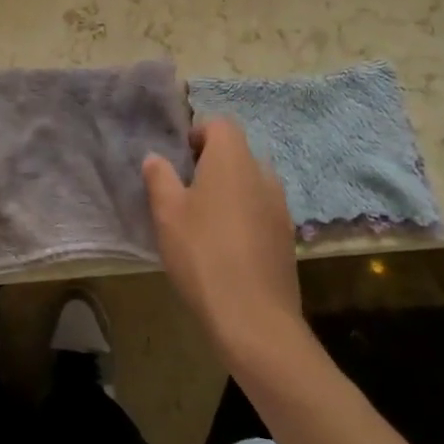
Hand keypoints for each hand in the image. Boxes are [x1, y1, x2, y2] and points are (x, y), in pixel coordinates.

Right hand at [143, 118, 303, 364]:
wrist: (254, 319)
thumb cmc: (203, 254)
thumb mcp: (167, 213)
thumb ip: (160, 177)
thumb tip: (156, 157)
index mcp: (233, 160)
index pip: (220, 124)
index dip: (198, 134)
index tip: (179, 159)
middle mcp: (262, 174)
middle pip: (237, 153)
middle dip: (212, 163)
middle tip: (186, 190)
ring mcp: (280, 206)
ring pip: (251, 182)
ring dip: (230, 190)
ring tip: (204, 220)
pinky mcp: (287, 237)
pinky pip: (262, 210)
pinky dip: (244, 215)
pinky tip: (226, 246)